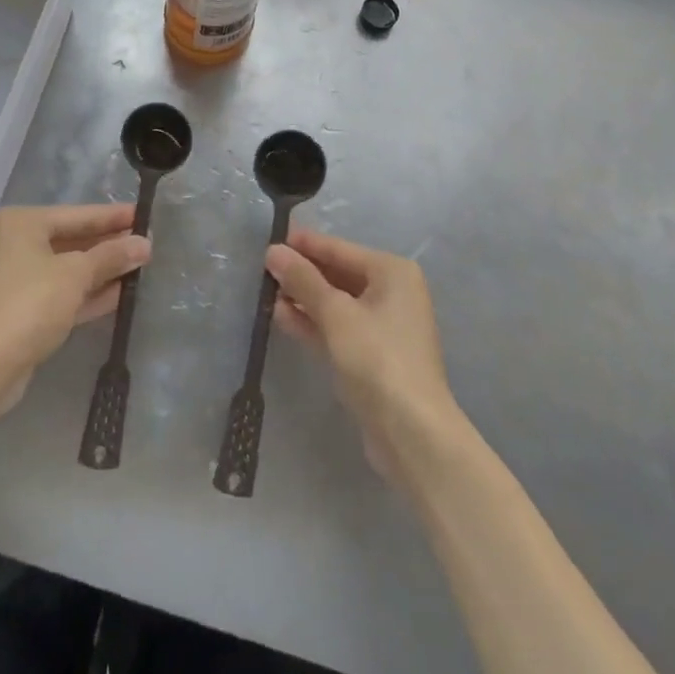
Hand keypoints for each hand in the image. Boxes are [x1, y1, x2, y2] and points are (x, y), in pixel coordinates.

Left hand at [0, 204, 148, 416]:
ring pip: (70, 269)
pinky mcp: (25, 312)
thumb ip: (111, 256)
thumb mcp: (75, 274)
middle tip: (147, 243)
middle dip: (110, 245)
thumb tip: (144, 244)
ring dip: (103, 270)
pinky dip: (90, 293)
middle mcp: (18, 245)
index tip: (144, 214)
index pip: (78, 214)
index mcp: (23, 224)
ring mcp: (20, 281)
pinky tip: (121, 293)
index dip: (113, 216)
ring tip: (142, 267)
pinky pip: (65, 294)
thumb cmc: (28, 304)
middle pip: (74, 240)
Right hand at [266, 228, 465, 487]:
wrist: (412, 433)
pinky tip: (281, 317)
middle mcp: (392, 293)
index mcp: (392, 272)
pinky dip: (313, 322)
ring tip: (265, 292)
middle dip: (302, 273)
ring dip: (303, 298)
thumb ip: (303, 280)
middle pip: (338, 274)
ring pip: (336, 303)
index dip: (304, 244)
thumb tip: (273, 251)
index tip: (270, 239)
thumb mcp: (335, 313)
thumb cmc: (377, 359)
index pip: (339, 249)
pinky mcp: (372, 356)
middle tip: (262, 268)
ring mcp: (383, 326)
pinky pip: (337, 328)